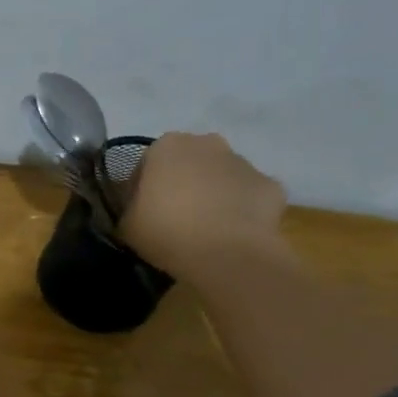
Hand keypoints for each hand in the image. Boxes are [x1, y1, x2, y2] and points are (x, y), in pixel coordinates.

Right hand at [119, 131, 288, 281]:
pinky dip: (242, 210)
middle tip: (174, 217)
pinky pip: (249, 196)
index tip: (141, 212)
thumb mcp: (126, 224)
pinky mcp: (271, 185)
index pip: (147, 164)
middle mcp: (207, 143)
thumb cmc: (166, 231)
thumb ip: (130, 208)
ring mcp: (243, 162)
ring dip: (213, 194)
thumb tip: (138, 209)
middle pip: (189, 163)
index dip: (142, 189)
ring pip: (221, 176)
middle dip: (182, 183)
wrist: (226, 253)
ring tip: (206, 228)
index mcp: (167, 146)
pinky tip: (233, 234)